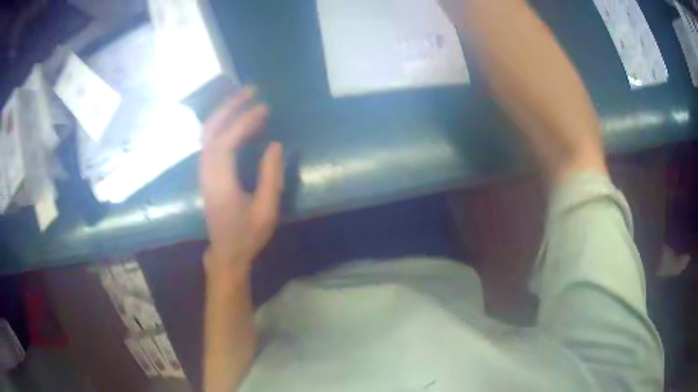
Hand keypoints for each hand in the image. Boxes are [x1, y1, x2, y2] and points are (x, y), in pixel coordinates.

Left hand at [200, 88, 283, 276]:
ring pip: (207, 133)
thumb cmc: (247, 234)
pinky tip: (236, 120)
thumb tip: (275, 144)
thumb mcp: (266, 210)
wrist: (226, 252)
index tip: (264, 108)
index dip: (244, 122)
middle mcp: (207, 172)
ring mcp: (204, 172)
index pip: (227, 141)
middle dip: (228, 107)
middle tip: (249, 91)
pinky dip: (222, 125)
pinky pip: (210, 141)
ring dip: (223, 113)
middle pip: (210, 130)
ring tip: (244, 99)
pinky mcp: (206, 173)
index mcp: (220, 181)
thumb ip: (270, 176)